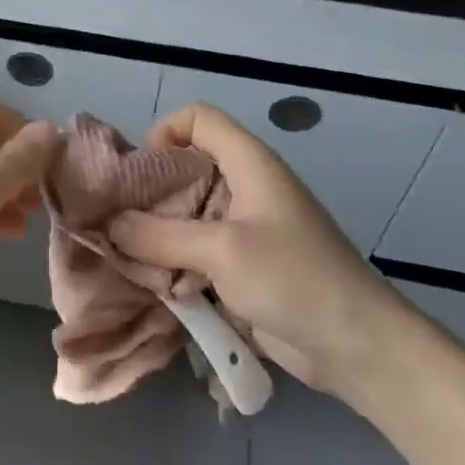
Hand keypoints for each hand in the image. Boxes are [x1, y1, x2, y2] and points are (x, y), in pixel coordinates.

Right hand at [106, 104, 427, 398]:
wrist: (355, 346)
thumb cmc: (294, 279)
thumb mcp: (222, 251)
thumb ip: (160, 236)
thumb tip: (109, 224)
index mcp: (250, 164)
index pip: (199, 119)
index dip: (165, 131)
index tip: (138, 171)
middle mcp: (244, 188)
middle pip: (185, 169)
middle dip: (148, 191)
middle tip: (115, 219)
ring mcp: (242, 230)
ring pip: (185, 215)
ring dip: (155, 233)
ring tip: (125, 255)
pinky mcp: (240, 266)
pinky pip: (194, 252)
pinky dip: (170, 262)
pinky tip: (150, 283)